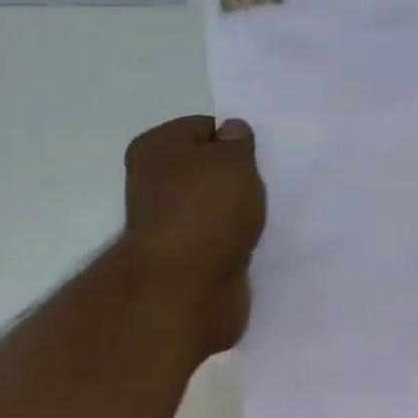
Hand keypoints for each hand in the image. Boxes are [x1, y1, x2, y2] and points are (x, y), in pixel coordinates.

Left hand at [121, 115, 266, 354]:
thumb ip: (238, 143)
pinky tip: (254, 248)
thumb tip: (231, 133)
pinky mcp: (186, 264)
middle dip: (236, 181)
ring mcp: (169, 228)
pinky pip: (217, 244)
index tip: (257, 159)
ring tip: (262, 220)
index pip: (201, 129)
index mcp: (156, 149)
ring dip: (237, 217)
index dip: (233, 140)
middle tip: (263, 189)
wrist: (187, 288)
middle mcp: (154, 186)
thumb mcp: (233, 161)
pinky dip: (234, 246)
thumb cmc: (207, 210)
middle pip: (205, 172)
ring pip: (213, 211)